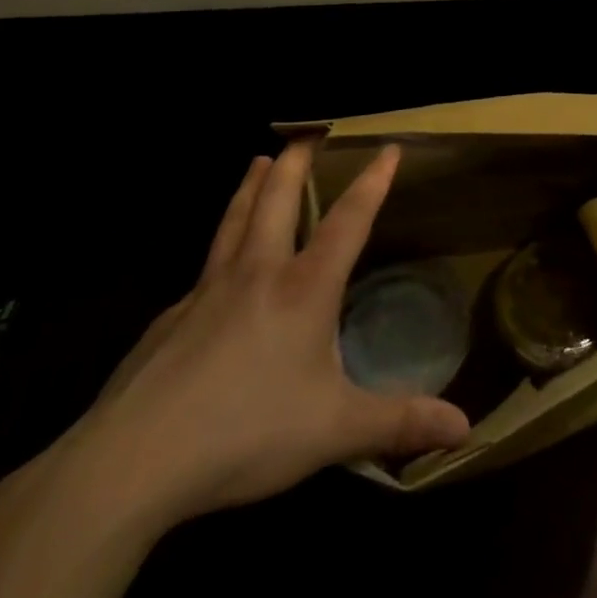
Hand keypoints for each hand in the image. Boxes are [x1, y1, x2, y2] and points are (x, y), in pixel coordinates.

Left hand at [56, 142, 469, 531]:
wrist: (131, 463)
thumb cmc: (246, 432)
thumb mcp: (335, 431)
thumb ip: (399, 423)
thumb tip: (465, 427)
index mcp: (303, 289)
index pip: (348, 220)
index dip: (372, 182)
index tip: (387, 148)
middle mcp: (257, 275)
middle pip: (277, 201)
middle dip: (295, 163)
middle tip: (306, 134)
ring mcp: (205, 293)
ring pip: (234, 222)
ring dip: (250, 187)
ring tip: (256, 161)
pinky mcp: (168, 321)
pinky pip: (203, 269)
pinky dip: (219, 247)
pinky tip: (215, 268)